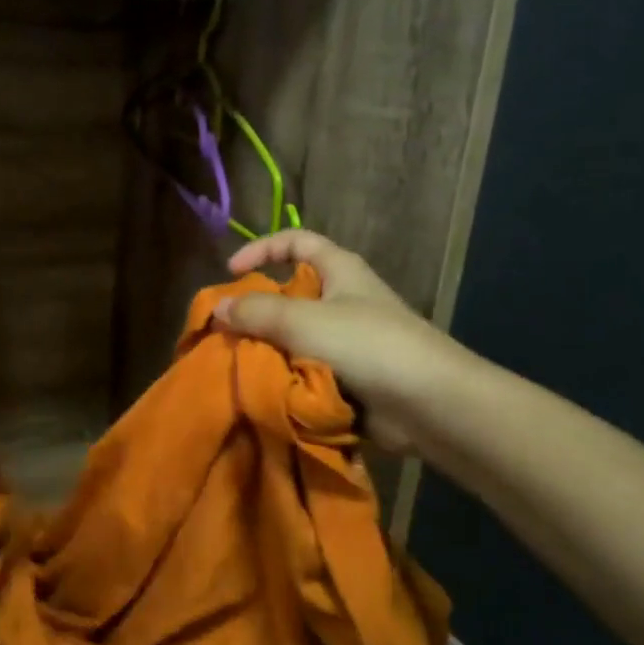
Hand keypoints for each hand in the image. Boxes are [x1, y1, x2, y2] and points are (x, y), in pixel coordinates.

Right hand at [214, 231, 466, 454]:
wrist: (426, 403)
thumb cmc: (367, 344)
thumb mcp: (304, 320)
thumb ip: (257, 312)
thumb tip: (217, 309)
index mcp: (340, 271)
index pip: (296, 241)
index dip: (262, 249)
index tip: (231, 272)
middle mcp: (343, 301)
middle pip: (290, 296)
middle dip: (257, 313)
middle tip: (226, 333)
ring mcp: (347, 342)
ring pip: (294, 339)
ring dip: (268, 352)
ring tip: (238, 367)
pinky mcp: (348, 378)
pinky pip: (306, 372)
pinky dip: (286, 379)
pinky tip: (264, 391)